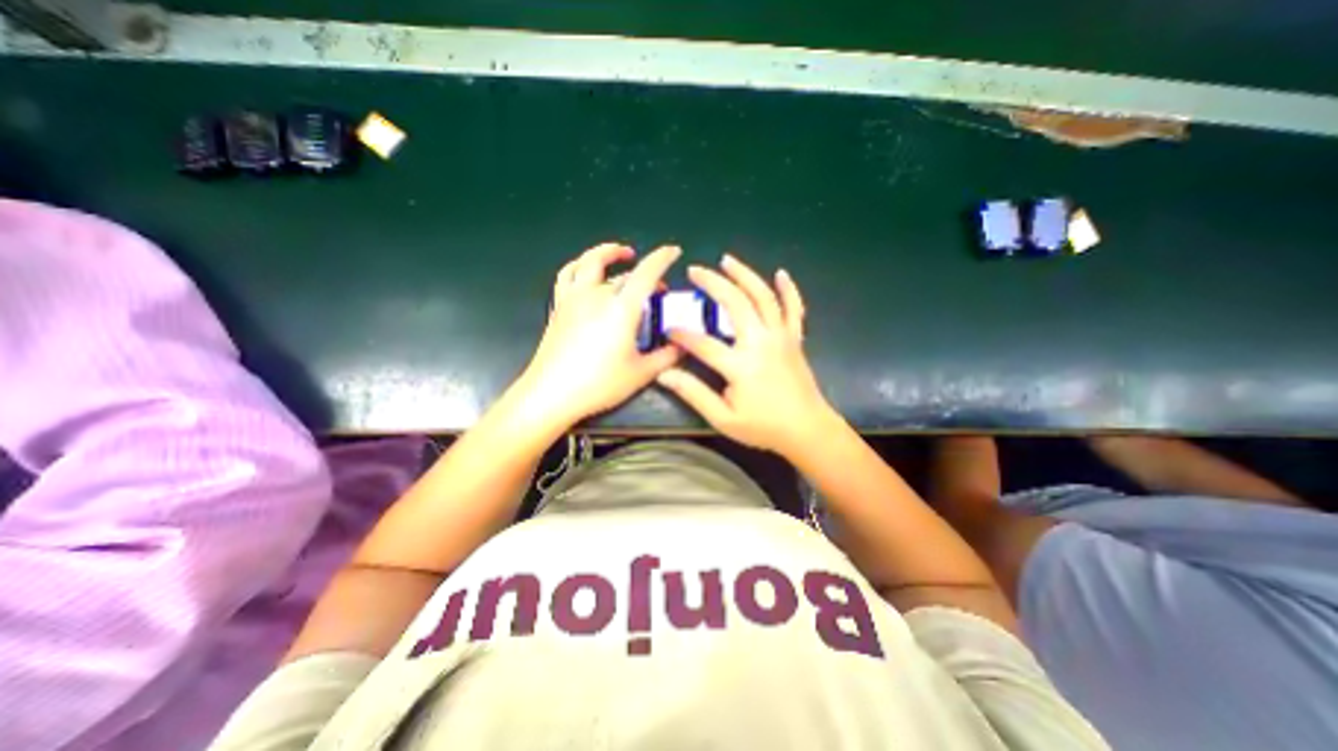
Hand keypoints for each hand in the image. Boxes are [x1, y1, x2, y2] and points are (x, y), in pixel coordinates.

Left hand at [513, 240, 678, 428]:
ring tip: (621, 255)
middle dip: (645, 273)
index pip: (646, 273)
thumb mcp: (641, 373)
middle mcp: (597, 295)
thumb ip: (666, 357)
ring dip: (607, 253)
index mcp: (621, 308)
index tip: (674, 251)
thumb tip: (683, 346)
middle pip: (624, 273)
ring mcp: (574, 298)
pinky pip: (568, 275)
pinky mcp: (559, 306)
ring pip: (589, 262)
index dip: (662, 258)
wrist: (552, 394)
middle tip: (658, 289)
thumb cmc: (599, 384)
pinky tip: (587, 272)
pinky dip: (580, 266)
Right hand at [654, 255, 831, 455]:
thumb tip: (664, 374)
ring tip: (727, 260)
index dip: (682, 335)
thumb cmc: (763, 427)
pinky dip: (788, 289)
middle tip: (695, 270)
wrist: (807, 430)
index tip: (669, 329)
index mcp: (741, 365)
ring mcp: (781, 337)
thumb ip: (694, 393)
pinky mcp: (795, 339)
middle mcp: (761, 342)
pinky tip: (781, 274)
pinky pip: (794, 308)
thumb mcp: (723, 418)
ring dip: (745, 275)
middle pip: (736, 303)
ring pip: (763, 296)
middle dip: (713, 283)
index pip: (703, 343)